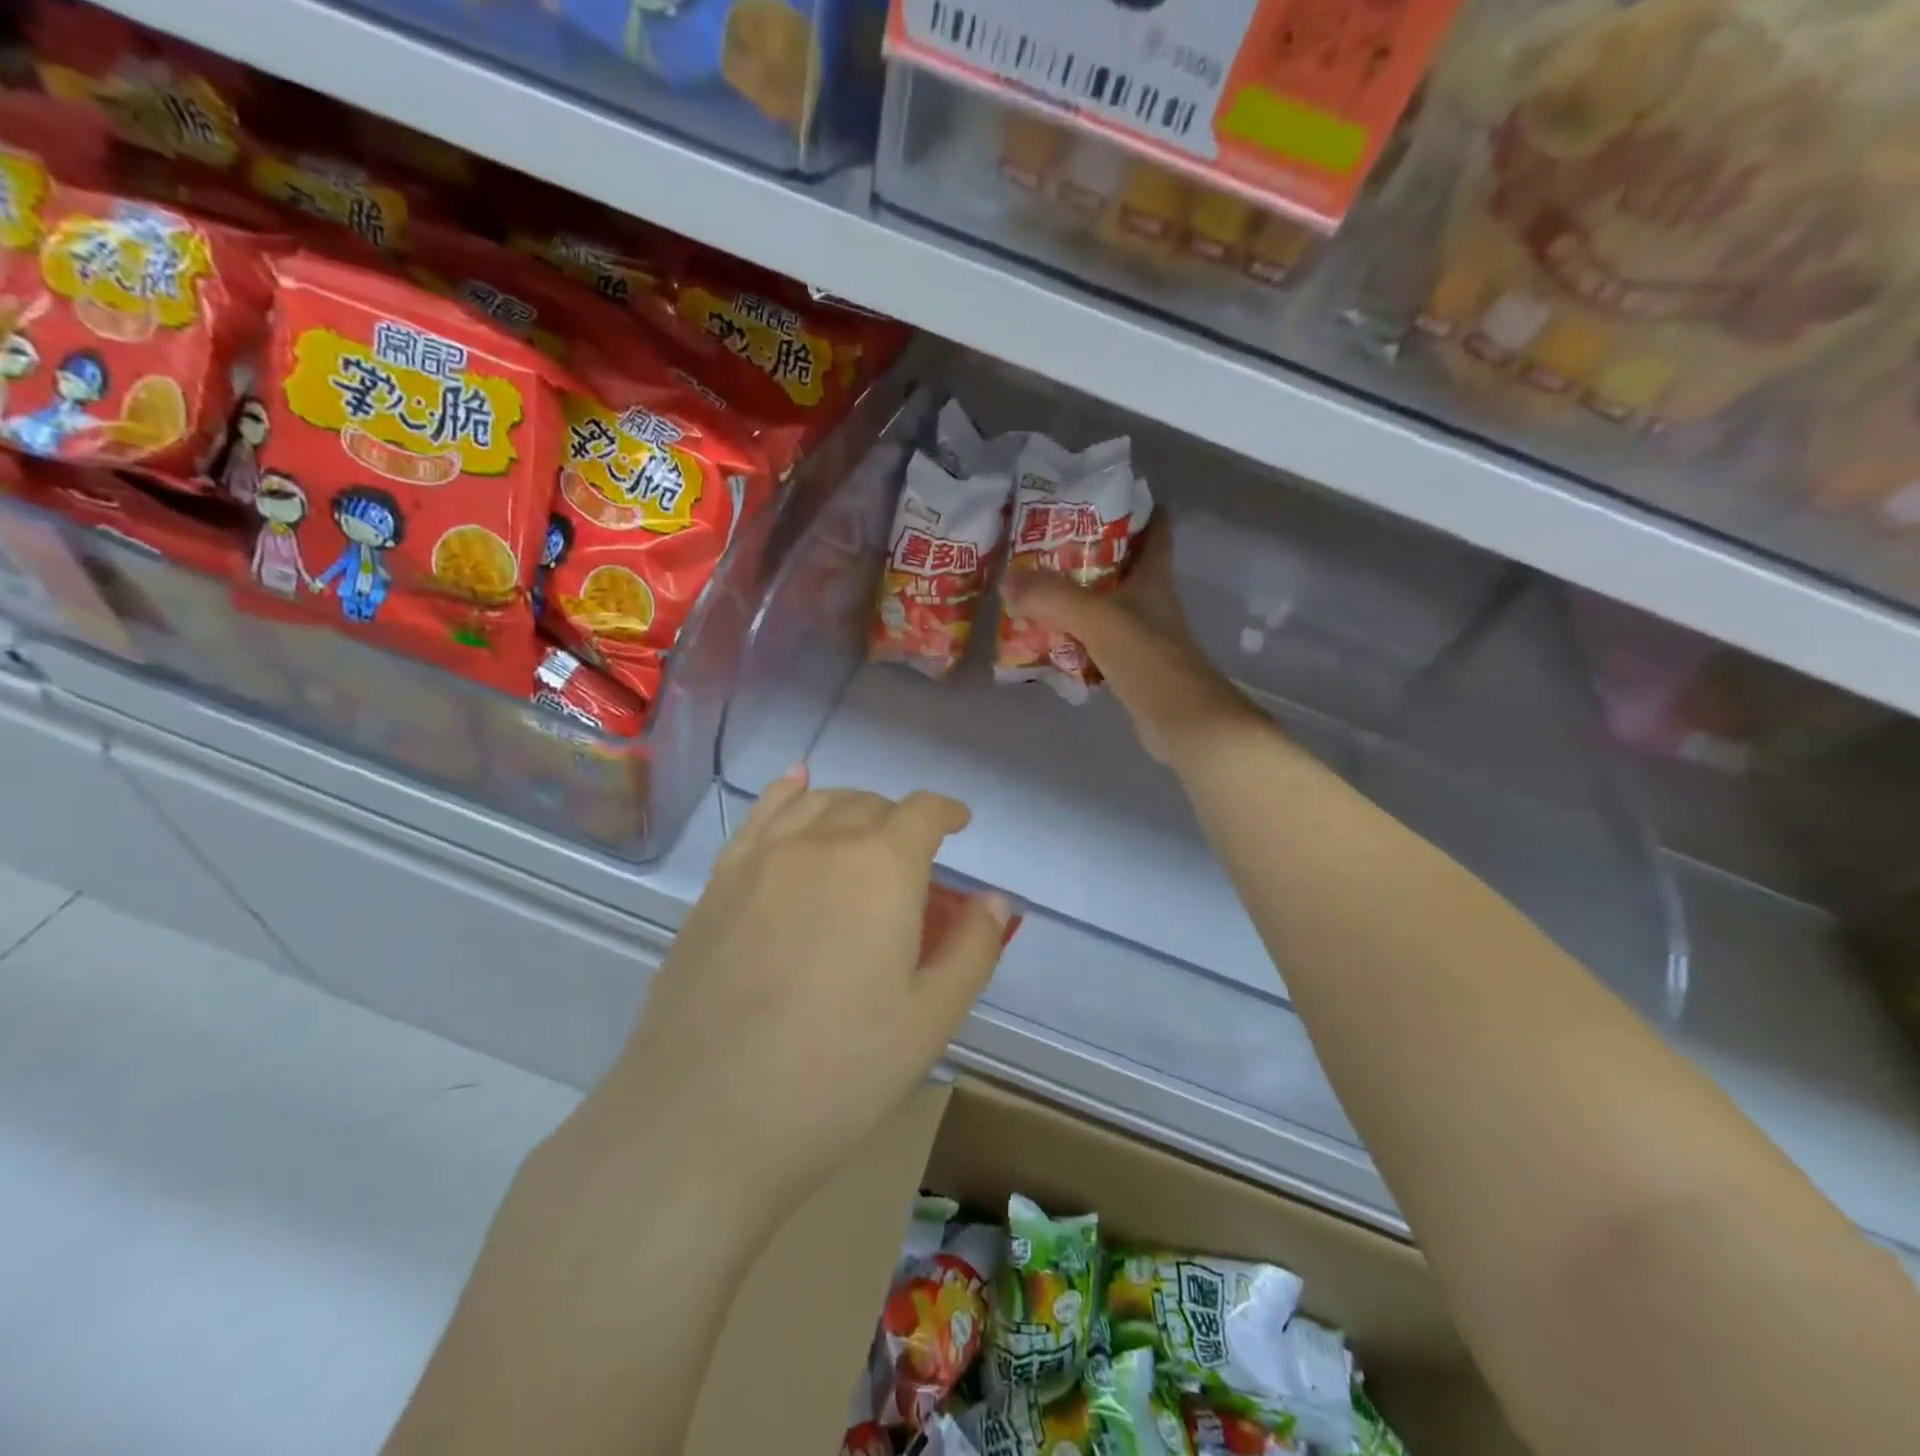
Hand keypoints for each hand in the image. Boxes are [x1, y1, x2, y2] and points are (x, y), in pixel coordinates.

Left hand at [586, 768, 1010, 1202]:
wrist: (706, 1117)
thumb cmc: (838, 1073)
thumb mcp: (931, 1019)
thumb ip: (973, 949)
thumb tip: (995, 900)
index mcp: (882, 868)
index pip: (922, 813)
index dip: (946, 811)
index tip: (959, 823)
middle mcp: (822, 843)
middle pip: (870, 805)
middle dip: (900, 820)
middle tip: (913, 858)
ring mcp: (762, 858)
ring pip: (817, 803)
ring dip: (850, 807)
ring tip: (862, 829)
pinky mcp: (718, 882)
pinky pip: (761, 816)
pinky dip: (787, 793)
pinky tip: (795, 786)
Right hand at [1001, 521, 1267, 767]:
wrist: (1184, 723)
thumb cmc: (1149, 660)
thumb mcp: (1098, 619)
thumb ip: (1053, 597)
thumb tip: (1007, 579)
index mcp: (1154, 580)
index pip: (1155, 533)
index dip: (1140, 509)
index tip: (1108, 493)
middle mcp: (1152, 603)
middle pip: (1124, 567)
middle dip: (1091, 552)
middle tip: (1047, 541)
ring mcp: (1143, 637)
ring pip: (1107, 605)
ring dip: (1078, 596)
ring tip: (1035, 585)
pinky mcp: (1132, 667)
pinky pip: (1097, 642)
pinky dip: (1075, 636)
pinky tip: (1047, 637)